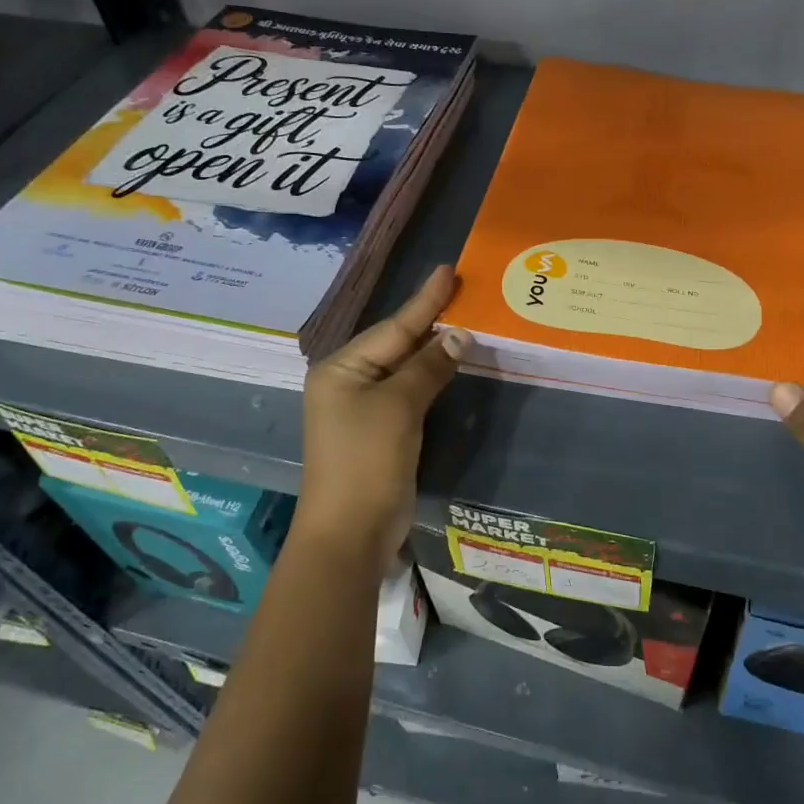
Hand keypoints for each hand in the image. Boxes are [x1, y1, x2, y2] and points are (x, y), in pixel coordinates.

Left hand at [298, 266, 467, 570]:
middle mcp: (347, 382)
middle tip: (461, 291)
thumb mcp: (399, 407)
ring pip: (404, 368)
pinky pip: (407, 392)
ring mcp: (361, 408)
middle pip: (396, 343)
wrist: (350, 534)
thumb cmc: (367, 462)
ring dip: (432, 350)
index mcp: (341, 369)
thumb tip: (459, 335)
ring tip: (463, 321)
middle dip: (429, 321)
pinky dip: (429, 378)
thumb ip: (428, 367)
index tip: (447, 270)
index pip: (393, 327)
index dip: (424, 300)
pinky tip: (449, 364)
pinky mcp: (378, 431)